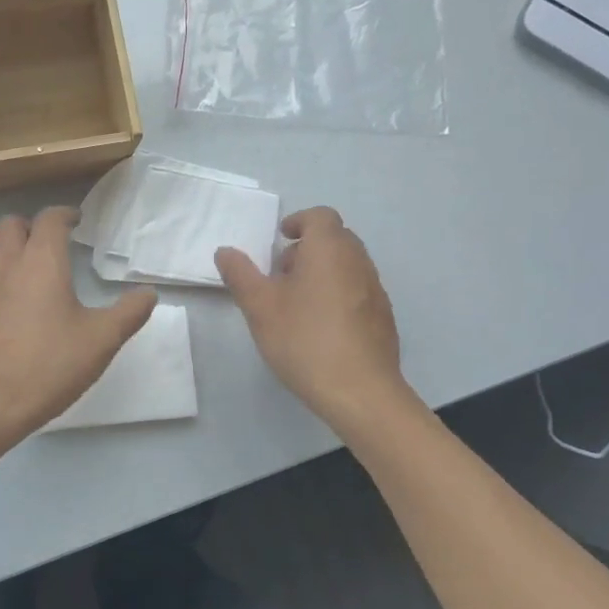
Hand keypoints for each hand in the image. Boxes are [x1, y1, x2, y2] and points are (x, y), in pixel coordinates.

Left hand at [0, 208, 156, 440]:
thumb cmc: (50, 364)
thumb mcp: (101, 340)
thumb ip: (129, 312)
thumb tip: (148, 293)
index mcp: (41, 262)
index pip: (49, 219)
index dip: (65, 214)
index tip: (78, 221)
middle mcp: (8, 264)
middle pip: (11, 224)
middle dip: (32, 225)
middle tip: (52, 241)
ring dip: (7, 243)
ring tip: (28, 261)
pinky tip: (10, 295)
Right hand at [215, 207, 414, 427]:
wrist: (360, 392)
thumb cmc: (304, 340)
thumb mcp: (259, 307)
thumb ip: (240, 274)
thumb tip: (225, 251)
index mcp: (329, 250)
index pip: (320, 216)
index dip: (299, 221)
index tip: (280, 238)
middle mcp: (358, 262)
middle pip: (336, 238)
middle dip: (308, 247)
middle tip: (282, 272)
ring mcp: (376, 290)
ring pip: (348, 265)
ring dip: (323, 271)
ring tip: (297, 302)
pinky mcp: (384, 317)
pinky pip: (358, 290)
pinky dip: (338, 293)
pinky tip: (321, 326)